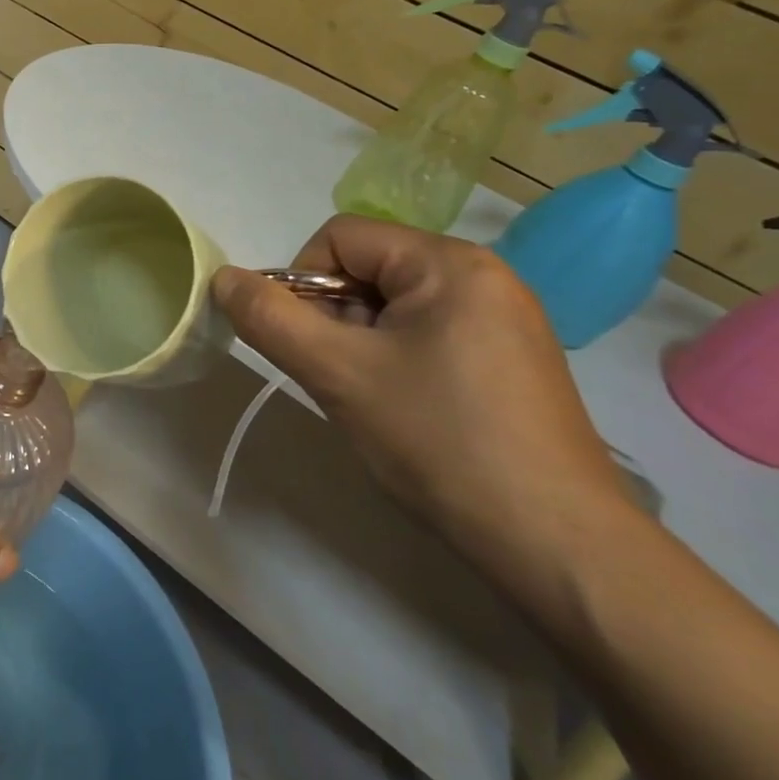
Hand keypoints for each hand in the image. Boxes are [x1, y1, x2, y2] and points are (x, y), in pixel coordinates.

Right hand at [212, 215, 632, 589]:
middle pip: (368, 267)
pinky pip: (427, 332)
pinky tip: (405, 408)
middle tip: (339, 376)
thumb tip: (223, 278)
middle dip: (334, 315)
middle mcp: (483, 275)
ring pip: (394, 304)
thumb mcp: (337, 372)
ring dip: (361, 340)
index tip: (309, 344)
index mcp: (449, 263)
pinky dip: (395, 358)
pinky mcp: (511, 358)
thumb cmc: (439, 440)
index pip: (340, 236)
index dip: (303, 282)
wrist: (555, 542)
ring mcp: (504, 318)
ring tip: (371, 398)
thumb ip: (270, 318)